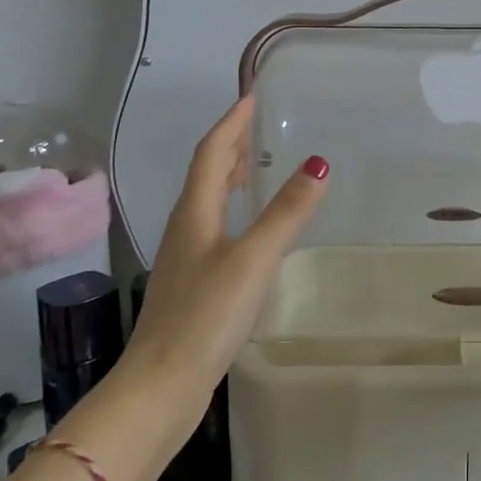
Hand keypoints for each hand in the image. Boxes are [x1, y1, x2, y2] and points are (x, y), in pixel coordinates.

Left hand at [123, 97, 327, 398]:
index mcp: (195, 213)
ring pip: (210, 201)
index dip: (231, 122)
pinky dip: (235, 210)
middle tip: (260, 123)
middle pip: (207, 173)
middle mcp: (187, 227)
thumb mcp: (252, 259)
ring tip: (258, 164)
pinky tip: (251, 227)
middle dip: (231, 144)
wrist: (162, 385)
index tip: (252, 96)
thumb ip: (286, 212)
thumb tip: (318, 163)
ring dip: (231, 176)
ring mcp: (187, 257)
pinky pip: (216, 228)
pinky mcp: (194, 282)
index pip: (211, 152)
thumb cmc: (205, 315)